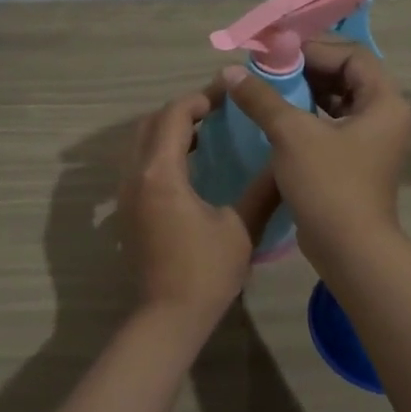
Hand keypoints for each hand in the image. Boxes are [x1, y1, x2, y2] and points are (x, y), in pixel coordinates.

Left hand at [118, 89, 279, 326]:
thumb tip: (285, 158)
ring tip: (207, 132)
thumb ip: (263, 188)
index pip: (175, 115)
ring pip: (140, 142)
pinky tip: (190, 165)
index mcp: (161, 173)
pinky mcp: (126, 209)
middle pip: (151, 122)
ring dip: (169, 129)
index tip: (229, 94)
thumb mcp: (241, 228)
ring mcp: (125, 193)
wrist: (168, 316)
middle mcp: (135, 175)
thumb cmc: (206, 272)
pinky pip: (139, 163)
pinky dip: (160, 151)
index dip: (201, 98)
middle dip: (183, 110)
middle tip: (219, 110)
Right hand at [222, 41, 410, 260]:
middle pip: (346, 76)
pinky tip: (276, 117)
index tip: (275, 52)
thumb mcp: (292, 134)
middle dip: (306, 69)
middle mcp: (384, 115)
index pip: (351, 55)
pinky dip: (306, 116)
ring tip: (267, 89)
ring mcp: (372, 140)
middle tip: (268, 68)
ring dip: (304, 92)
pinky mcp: (355, 160)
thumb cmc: (328, 184)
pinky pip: (331, 124)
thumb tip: (231, 72)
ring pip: (337, 101)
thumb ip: (262, 99)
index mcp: (384, 101)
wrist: (349, 248)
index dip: (313, 48)